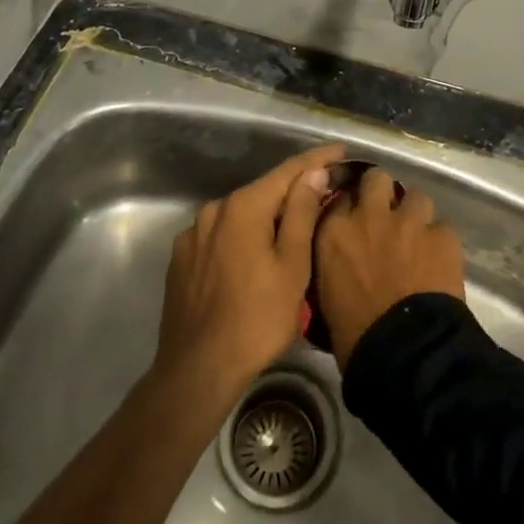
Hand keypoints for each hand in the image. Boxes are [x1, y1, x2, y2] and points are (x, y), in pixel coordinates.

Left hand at [154, 144, 344, 402]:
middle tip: (324, 197)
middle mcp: (215, 209)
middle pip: (264, 191)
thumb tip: (313, 173)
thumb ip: (302, 212)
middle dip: (293, 192)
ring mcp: (194, 234)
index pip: (289, 170)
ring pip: (241, 214)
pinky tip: (254, 257)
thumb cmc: (256, 319)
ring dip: (267, 217)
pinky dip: (242, 237)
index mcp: (244, 205)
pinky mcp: (181, 259)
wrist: (196, 372)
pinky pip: (221, 235)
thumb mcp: (292, 266)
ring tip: (291, 231)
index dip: (318, 159)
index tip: (341, 151)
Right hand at [312, 168, 465, 368]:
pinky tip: (441, 260)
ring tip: (418, 237)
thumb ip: (333, 265)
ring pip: (416, 196)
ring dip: (416, 214)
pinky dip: (441, 241)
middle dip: (382, 193)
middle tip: (387, 216)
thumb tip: (342, 263)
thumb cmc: (355, 337)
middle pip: (376, 179)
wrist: (406, 353)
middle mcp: (370, 215)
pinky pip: (443, 227)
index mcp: (335, 232)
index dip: (350, 208)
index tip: (354, 221)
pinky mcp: (442, 235)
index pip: (340, 199)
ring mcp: (409, 221)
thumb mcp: (326, 297)